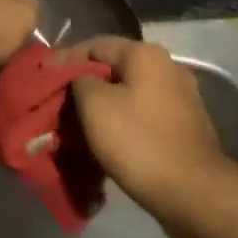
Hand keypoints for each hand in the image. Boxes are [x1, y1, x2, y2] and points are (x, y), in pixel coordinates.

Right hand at [70, 37, 237, 229]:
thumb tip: (80, 80)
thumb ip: (79, 81)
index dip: (65, 60)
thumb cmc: (140, 142)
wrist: (195, 192)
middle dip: (85, 87)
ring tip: (78, 129)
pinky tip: (108, 144)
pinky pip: (144, 116)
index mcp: (146, 54)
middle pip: (114, 70)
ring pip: (129, 95)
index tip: (43, 80)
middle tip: (58, 107)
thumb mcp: (95, 106)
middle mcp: (167, 66)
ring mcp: (180, 97)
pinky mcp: (184, 126)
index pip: (95, 44)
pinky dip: (124, 125)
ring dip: (104, 108)